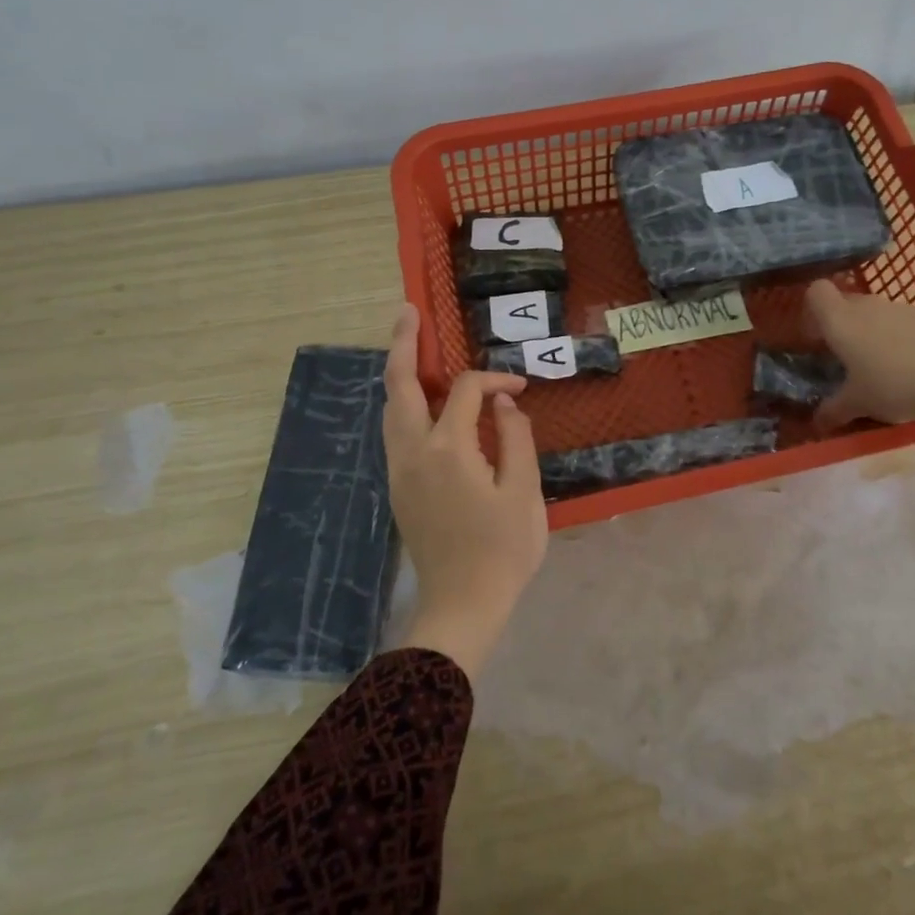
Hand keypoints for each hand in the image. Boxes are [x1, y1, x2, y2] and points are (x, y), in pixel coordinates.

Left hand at [383, 304, 548, 680]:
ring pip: (390, 408)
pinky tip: (421, 401)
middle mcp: (412, 451)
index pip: (467, 391)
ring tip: (409, 345)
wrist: (462, 605)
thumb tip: (501, 403)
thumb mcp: (523, 490)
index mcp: (447, 448)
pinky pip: (395, 431)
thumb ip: (515, 437)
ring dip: (399, 374)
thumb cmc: (502, 550)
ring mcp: (399, 470)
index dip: (495, 379)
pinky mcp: (399, 487)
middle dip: (402, 344)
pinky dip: (404, 404)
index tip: (520, 389)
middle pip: (399, 385)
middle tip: (407, 309)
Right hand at [805, 280, 914, 467]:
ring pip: (878, 312)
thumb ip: (832, 410)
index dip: (813, 310)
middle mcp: (868, 306)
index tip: (817, 336)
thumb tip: (816, 422)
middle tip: (847, 356)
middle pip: (847, 302)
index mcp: (841, 321)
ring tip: (884, 365)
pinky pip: (906, 322)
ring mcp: (901, 307)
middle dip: (843, 324)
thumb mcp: (857, 404)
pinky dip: (904, 337)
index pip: (816, 292)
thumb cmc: (891, 386)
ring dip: (874, 330)